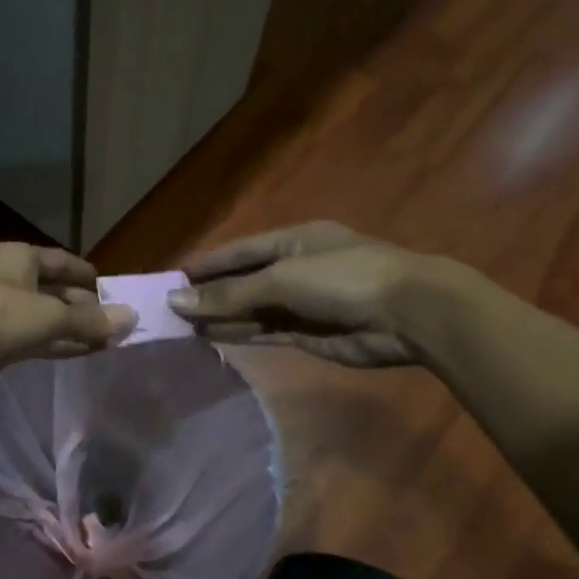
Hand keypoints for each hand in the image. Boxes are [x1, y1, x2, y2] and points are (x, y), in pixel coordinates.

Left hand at [0, 242, 135, 393]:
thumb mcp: (49, 315)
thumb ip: (89, 320)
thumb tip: (131, 318)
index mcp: (20, 258)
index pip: (62, 261)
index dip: (86, 274)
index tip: (111, 289)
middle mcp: (11, 279)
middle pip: (55, 291)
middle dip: (84, 307)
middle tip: (116, 324)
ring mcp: (0, 311)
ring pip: (45, 318)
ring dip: (73, 329)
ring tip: (107, 343)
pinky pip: (34, 339)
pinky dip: (56, 344)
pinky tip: (81, 353)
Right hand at [168, 221, 445, 367]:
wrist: (410, 314)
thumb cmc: (344, 279)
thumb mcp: (281, 279)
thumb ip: (229, 294)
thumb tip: (177, 300)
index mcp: (293, 240)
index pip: (239, 251)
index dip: (206, 263)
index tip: (170, 277)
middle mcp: (296, 269)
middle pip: (243, 282)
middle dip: (209, 294)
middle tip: (168, 309)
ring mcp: (304, 303)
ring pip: (252, 310)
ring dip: (221, 317)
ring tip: (182, 327)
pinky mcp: (310, 334)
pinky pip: (266, 332)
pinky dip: (241, 334)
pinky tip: (212, 337)